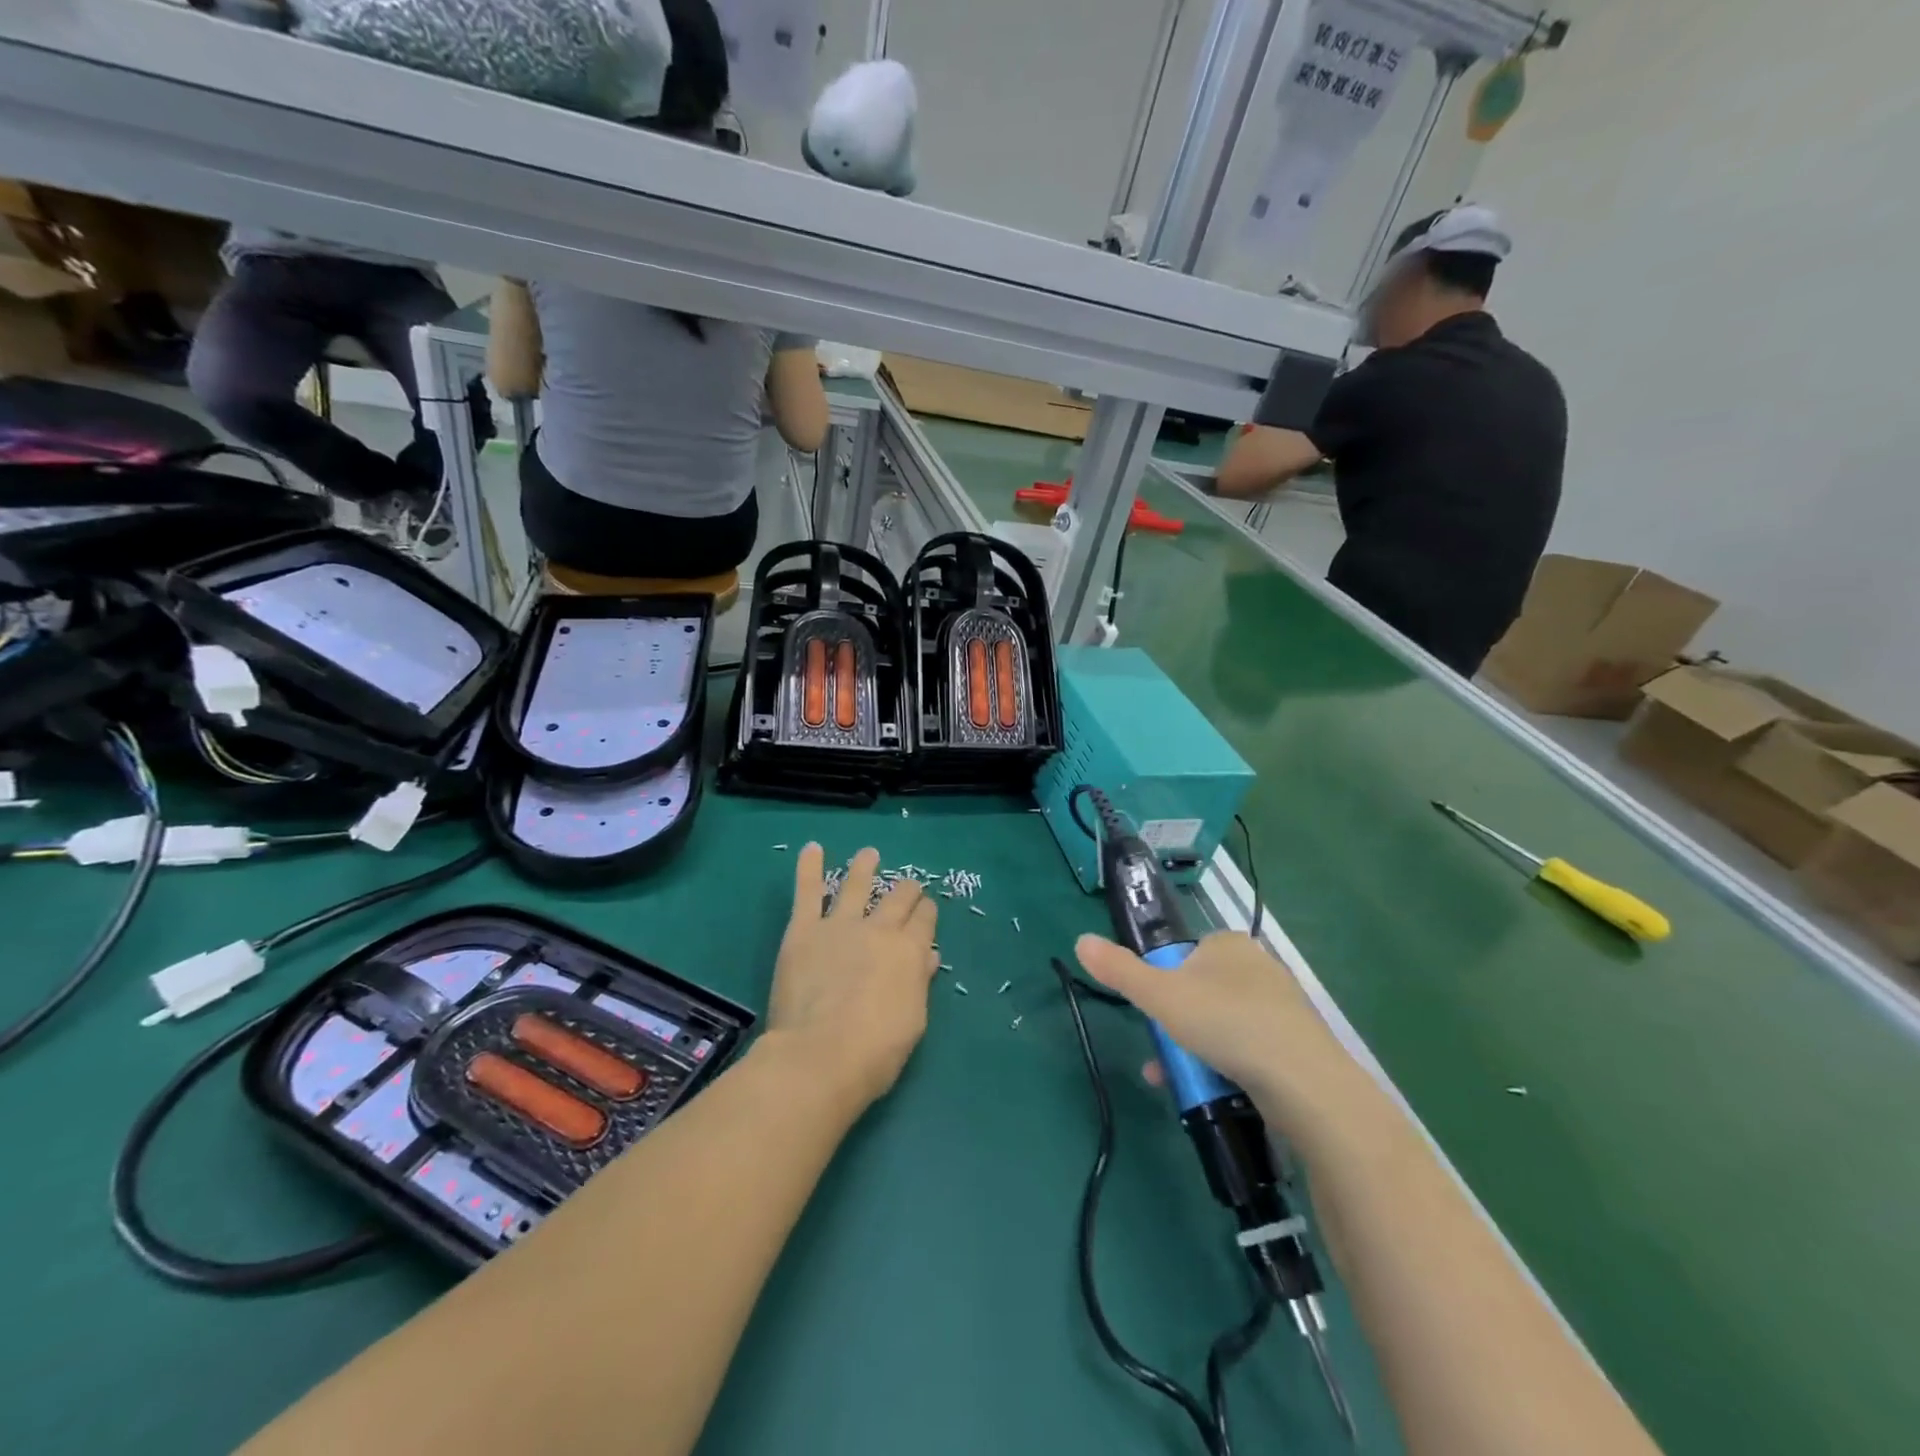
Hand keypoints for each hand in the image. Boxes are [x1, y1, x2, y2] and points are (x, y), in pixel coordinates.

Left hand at [765, 846, 938, 1107]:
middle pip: (898, 898)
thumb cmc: (876, 1051)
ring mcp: (840, 925)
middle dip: (906, 888)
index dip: (927, 911)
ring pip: (856, 885)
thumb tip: (928, 957)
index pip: (925, 920)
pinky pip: (808, 891)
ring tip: (869, 853)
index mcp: (910, 952)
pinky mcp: (804, 930)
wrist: (821, 1055)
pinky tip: (812, 849)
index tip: (927, 908)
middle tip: (909, 883)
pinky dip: (810, 868)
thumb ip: (919, 983)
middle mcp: (880, 929)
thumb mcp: (913, 1021)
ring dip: (864, 866)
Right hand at [1074, 930, 1356, 1138]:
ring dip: (1194, 1051)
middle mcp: (1259, 967)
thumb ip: (1119, 970)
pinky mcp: (1297, 1046)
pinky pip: (1248, 1050)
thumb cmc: (1226, 1024)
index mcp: (1229, 944)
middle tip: (1164, 1053)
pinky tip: (1211, 1092)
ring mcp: (1282, 1008)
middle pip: (1200, 993)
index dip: (1164, 984)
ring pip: (1222, 1025)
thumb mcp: (1160, 996)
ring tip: (1177, 1082)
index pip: (1186, 955)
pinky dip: (1225, 1067)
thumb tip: (1080, 939)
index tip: (1157, 1014)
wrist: (1305, 1084)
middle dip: (1176, 1025)